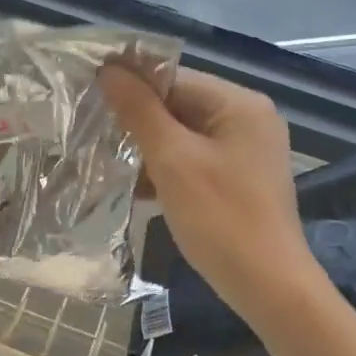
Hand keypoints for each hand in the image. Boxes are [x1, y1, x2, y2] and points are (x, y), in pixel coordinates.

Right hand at [99, 63, 317, 330]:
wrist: (268, 286)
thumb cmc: (220, 218)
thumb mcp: (173, 160)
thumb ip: (139, 111)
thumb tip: (108, 69)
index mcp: (238, 103)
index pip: (173, 78)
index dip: (129, 86)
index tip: (88, 100)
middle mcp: (247, 119)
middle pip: (179, 105)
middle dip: (136, 122)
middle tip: (91, 134)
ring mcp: (246, 151)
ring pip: (183, 136)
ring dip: (147, 149)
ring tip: (105, 162)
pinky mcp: (239, 180)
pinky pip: (195, 162)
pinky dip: (166, 171)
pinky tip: (134, 188)